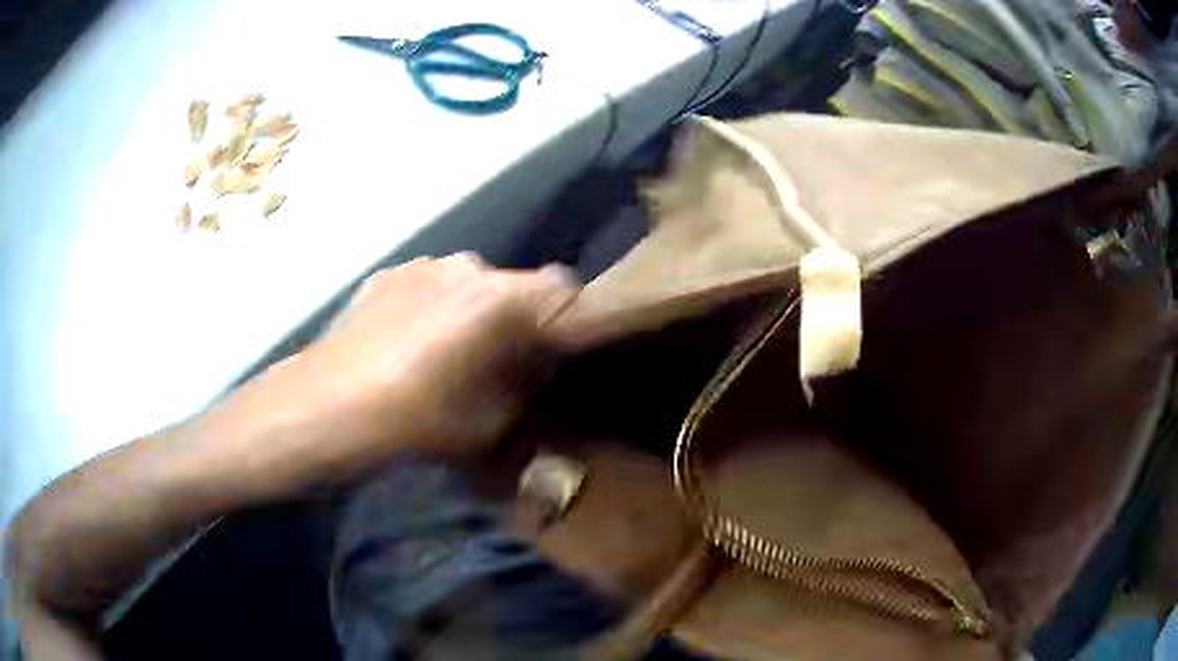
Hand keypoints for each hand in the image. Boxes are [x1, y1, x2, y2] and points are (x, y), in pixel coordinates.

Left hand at [204, 254, 577, 489]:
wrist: (316, 410)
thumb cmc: (408, 424)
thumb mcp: (486, 426)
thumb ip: (526, 388)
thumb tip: (540, 369)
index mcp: (496, 299)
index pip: (564, 289)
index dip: (570, 319)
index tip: (562, 354)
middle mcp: (464, 267)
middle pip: (513, 287)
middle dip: (518, 321)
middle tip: (501, 366)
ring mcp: (419, 266)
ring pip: (469, 286)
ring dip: (473, 314)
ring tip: (447, 358)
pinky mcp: (385, 275)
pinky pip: (429, 287)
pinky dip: (435, 309)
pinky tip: (407, 348)